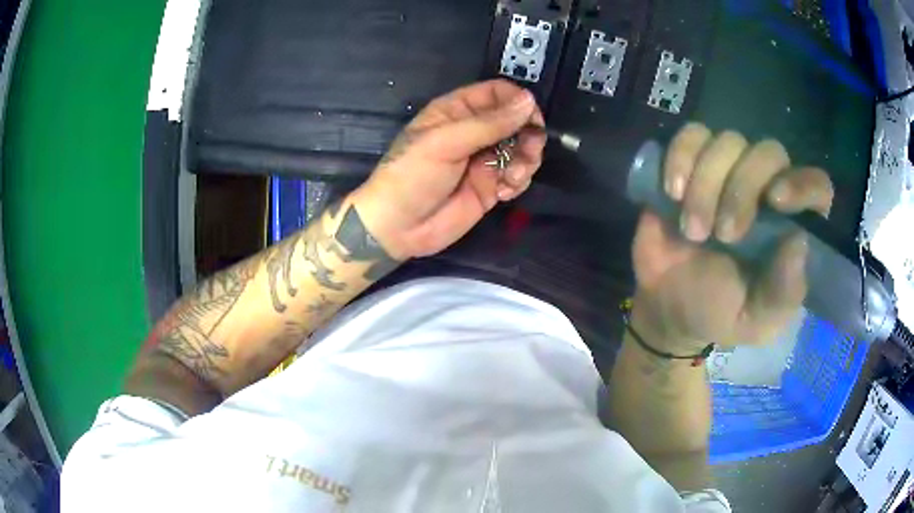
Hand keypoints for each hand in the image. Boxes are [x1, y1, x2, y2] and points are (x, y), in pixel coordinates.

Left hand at [350, 80, 545, 259]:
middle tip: (528, 152)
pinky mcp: (490, 185)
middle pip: (516, 121)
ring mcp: (483, 159)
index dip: (518, 101)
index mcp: (457, 111)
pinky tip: (503, 193)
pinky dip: (518, 182)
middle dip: (528, 135)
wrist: (398, 228)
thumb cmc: (412, 176)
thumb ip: (489, 123)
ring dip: (526, 161)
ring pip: (522, 148)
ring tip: (513, 178)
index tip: (532, 119)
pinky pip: (517, 176)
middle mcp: (474, 131)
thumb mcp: (446, 143)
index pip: (497, 93)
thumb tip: (528, 100)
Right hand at [632, 123, 833, 350]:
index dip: (802, 183)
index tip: (776, 200)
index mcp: (790, 226)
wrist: (669, 306)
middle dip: (743, 189)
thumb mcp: (756, 319)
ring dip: (706, 183)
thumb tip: (800, 242)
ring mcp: (729, 171)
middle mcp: (766, 190)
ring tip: (692, 229)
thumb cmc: (720, 313)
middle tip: (724, 234)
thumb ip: (783, 292)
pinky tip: (672, 192)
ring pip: (728, 141)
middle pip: (769, 152)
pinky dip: (681, 157)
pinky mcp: (692, 162)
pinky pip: (691, 134)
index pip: (816, 186)